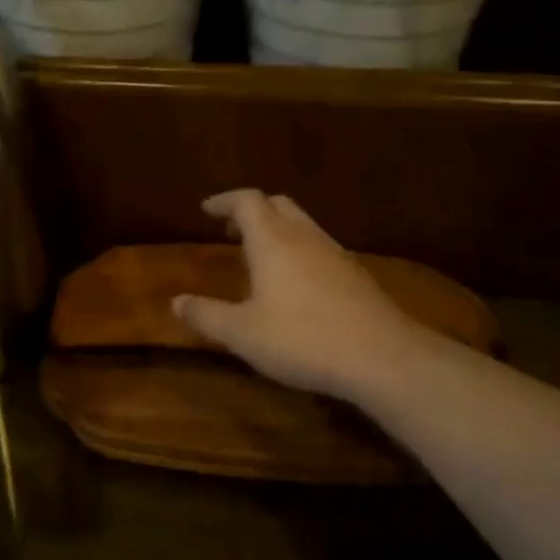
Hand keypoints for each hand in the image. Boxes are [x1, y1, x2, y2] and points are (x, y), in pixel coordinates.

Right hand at [171, 189, 434, 409]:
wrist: (382, 358)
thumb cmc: (303, 339)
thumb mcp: (243, 334)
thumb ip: (207, 315)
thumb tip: (176, 302)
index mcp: (272, 240)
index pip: (247, 201)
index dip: (224, 201)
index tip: (206, 210)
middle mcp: (304, 236)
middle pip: (277, 204)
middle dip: (252, 210)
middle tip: (232, 230)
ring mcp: (335, 253)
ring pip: (302, 224)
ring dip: (278, 229)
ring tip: (261, 256)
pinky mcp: (356, 274)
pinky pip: (320, 246)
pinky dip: (300, 250)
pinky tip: (297, 283)